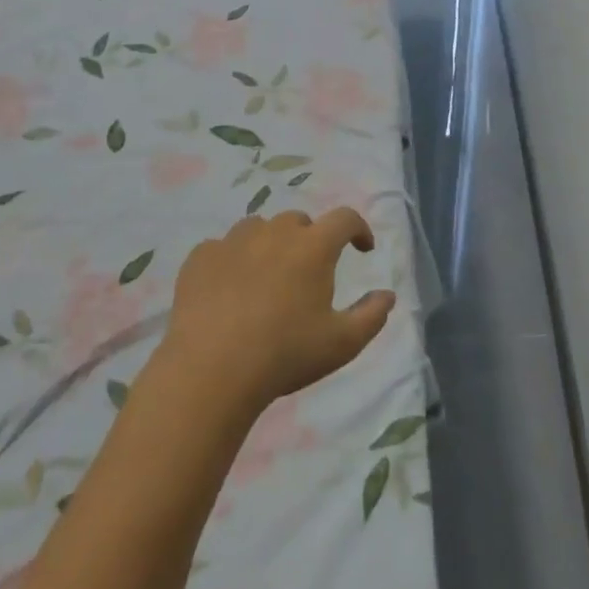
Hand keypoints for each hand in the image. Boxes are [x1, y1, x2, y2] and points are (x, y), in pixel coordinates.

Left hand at [160, 209, 395, 413]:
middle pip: (299, 221)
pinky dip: (231, 260)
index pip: (345, 218)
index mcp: (314, 247)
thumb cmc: (285, 354)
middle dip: (310, 239)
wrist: (211, 370)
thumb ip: (372, 316)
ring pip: (259, 228)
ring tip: (267, 276)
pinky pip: (222, 247)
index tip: (362, 249)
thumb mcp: (342, 344)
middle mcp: (275, 233)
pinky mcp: (200, 257)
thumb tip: (388, 295)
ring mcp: (233, 241)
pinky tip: (229, 288)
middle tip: (310, 272)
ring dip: (270, 244)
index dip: (358, 229)